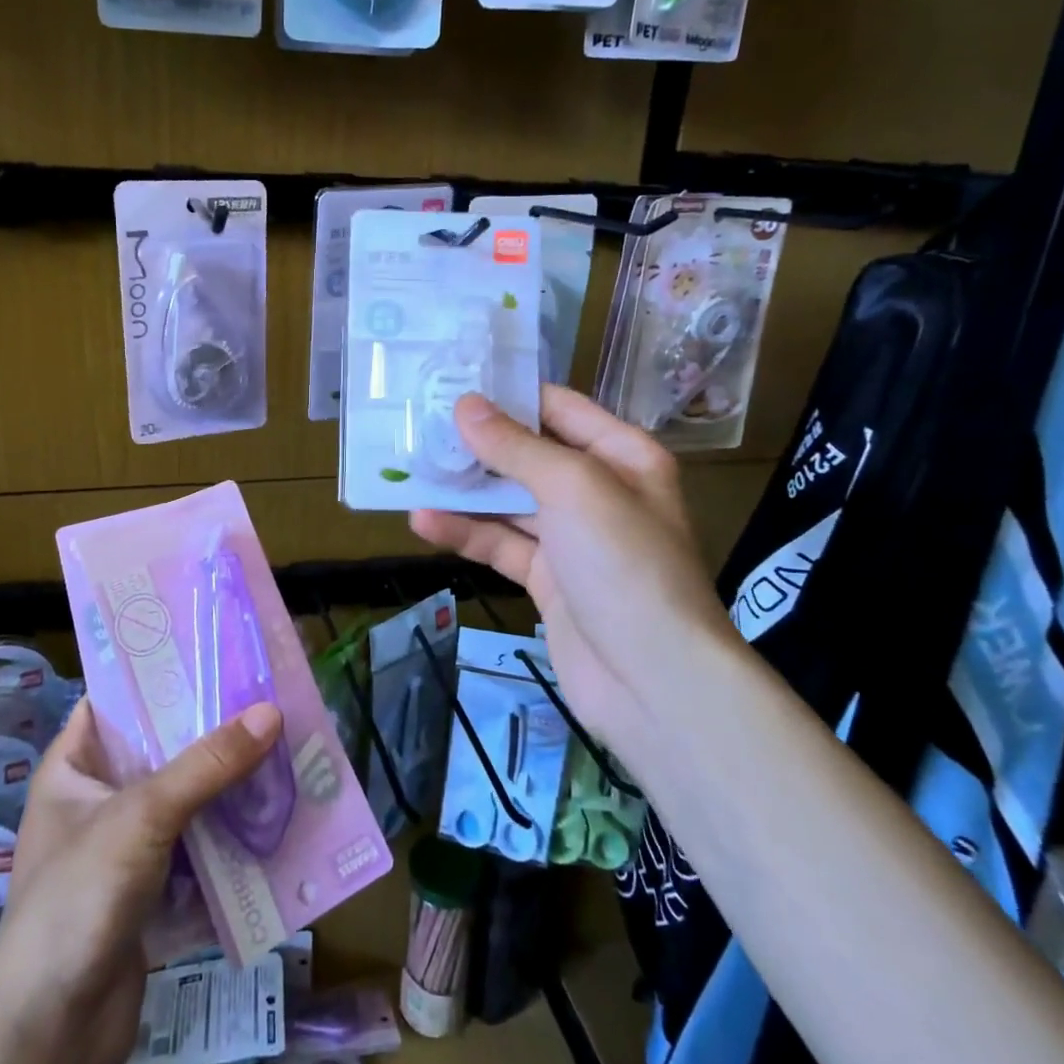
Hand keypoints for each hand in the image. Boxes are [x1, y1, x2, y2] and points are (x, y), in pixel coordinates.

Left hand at [0, 697, 282, 1063]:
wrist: (52, 1032)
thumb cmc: (80, 897)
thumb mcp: (143, 814)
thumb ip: (208, 763)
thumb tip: (272, 711)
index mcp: (73, 766)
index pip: (115, 700)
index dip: (159, 674)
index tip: (215, 652)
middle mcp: (96, 798)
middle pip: (159, 747)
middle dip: (209, 729)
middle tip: (264, 696)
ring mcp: (123, 845)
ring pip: (183, 795)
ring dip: (225, 780)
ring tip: (280, 743)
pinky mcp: (149, 886)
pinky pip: (195, 841)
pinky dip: (226, 828)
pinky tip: (270, 808)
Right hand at [409, 385, 739, 747]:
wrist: (653, 681)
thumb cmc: (624, 564)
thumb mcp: (573, 489)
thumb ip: (516, 447)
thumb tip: (465, 405)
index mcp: (621, 456)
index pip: (558, 408)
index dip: (507, 395)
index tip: (450, 382)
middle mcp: (599, 491)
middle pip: (528, 455)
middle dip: (477, 444)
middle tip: (418, 427)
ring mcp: (572, 539)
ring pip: (509, 502)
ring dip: (463, 491)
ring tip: (410, 471)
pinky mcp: (548, 579)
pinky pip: (501, 545)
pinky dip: (466, 534)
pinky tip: (423, 522)